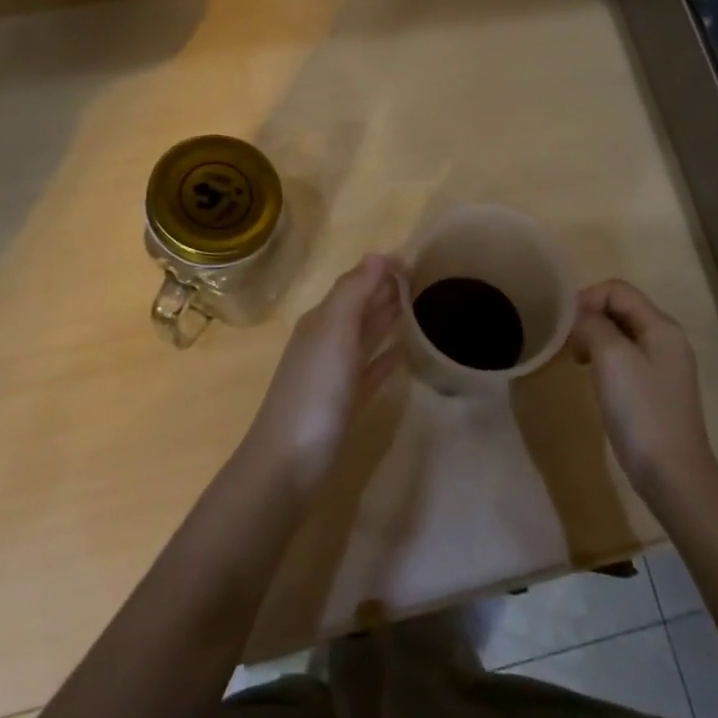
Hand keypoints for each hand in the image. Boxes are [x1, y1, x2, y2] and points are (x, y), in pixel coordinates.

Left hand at [242, 253, 405, 492]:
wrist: (289, 462)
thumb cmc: (315, 390)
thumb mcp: (333, 331)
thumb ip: (354, 291)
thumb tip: (377, 255)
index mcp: (322, 319)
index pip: (355, 282)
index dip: (382, 269)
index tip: (419, 261)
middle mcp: (327, 340)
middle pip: (361, 306)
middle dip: (388, 290)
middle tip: (428, 280)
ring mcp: (335, 373)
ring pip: (366, 336)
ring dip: (389, 319)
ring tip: (423, 307)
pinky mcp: (346, 402)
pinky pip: (370, 369)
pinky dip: (387, 357)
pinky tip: (406, 352)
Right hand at [572, 280, 716, 500]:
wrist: (672, 474)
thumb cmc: (640, 411)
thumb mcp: (611, 357)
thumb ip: (593, 324)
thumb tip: (581, 316)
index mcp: (661, 326)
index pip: (618, 289)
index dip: (587, 298)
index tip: (564, 325)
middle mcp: (666, 339)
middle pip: (621, 308)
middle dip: (590, 318)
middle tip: (568, 344)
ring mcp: (663, 365)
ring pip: (621, 333)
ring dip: (594, 338)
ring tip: (577, 360)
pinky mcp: (656, 388)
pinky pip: (625, 357)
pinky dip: (604, 358)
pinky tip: (594, 378)